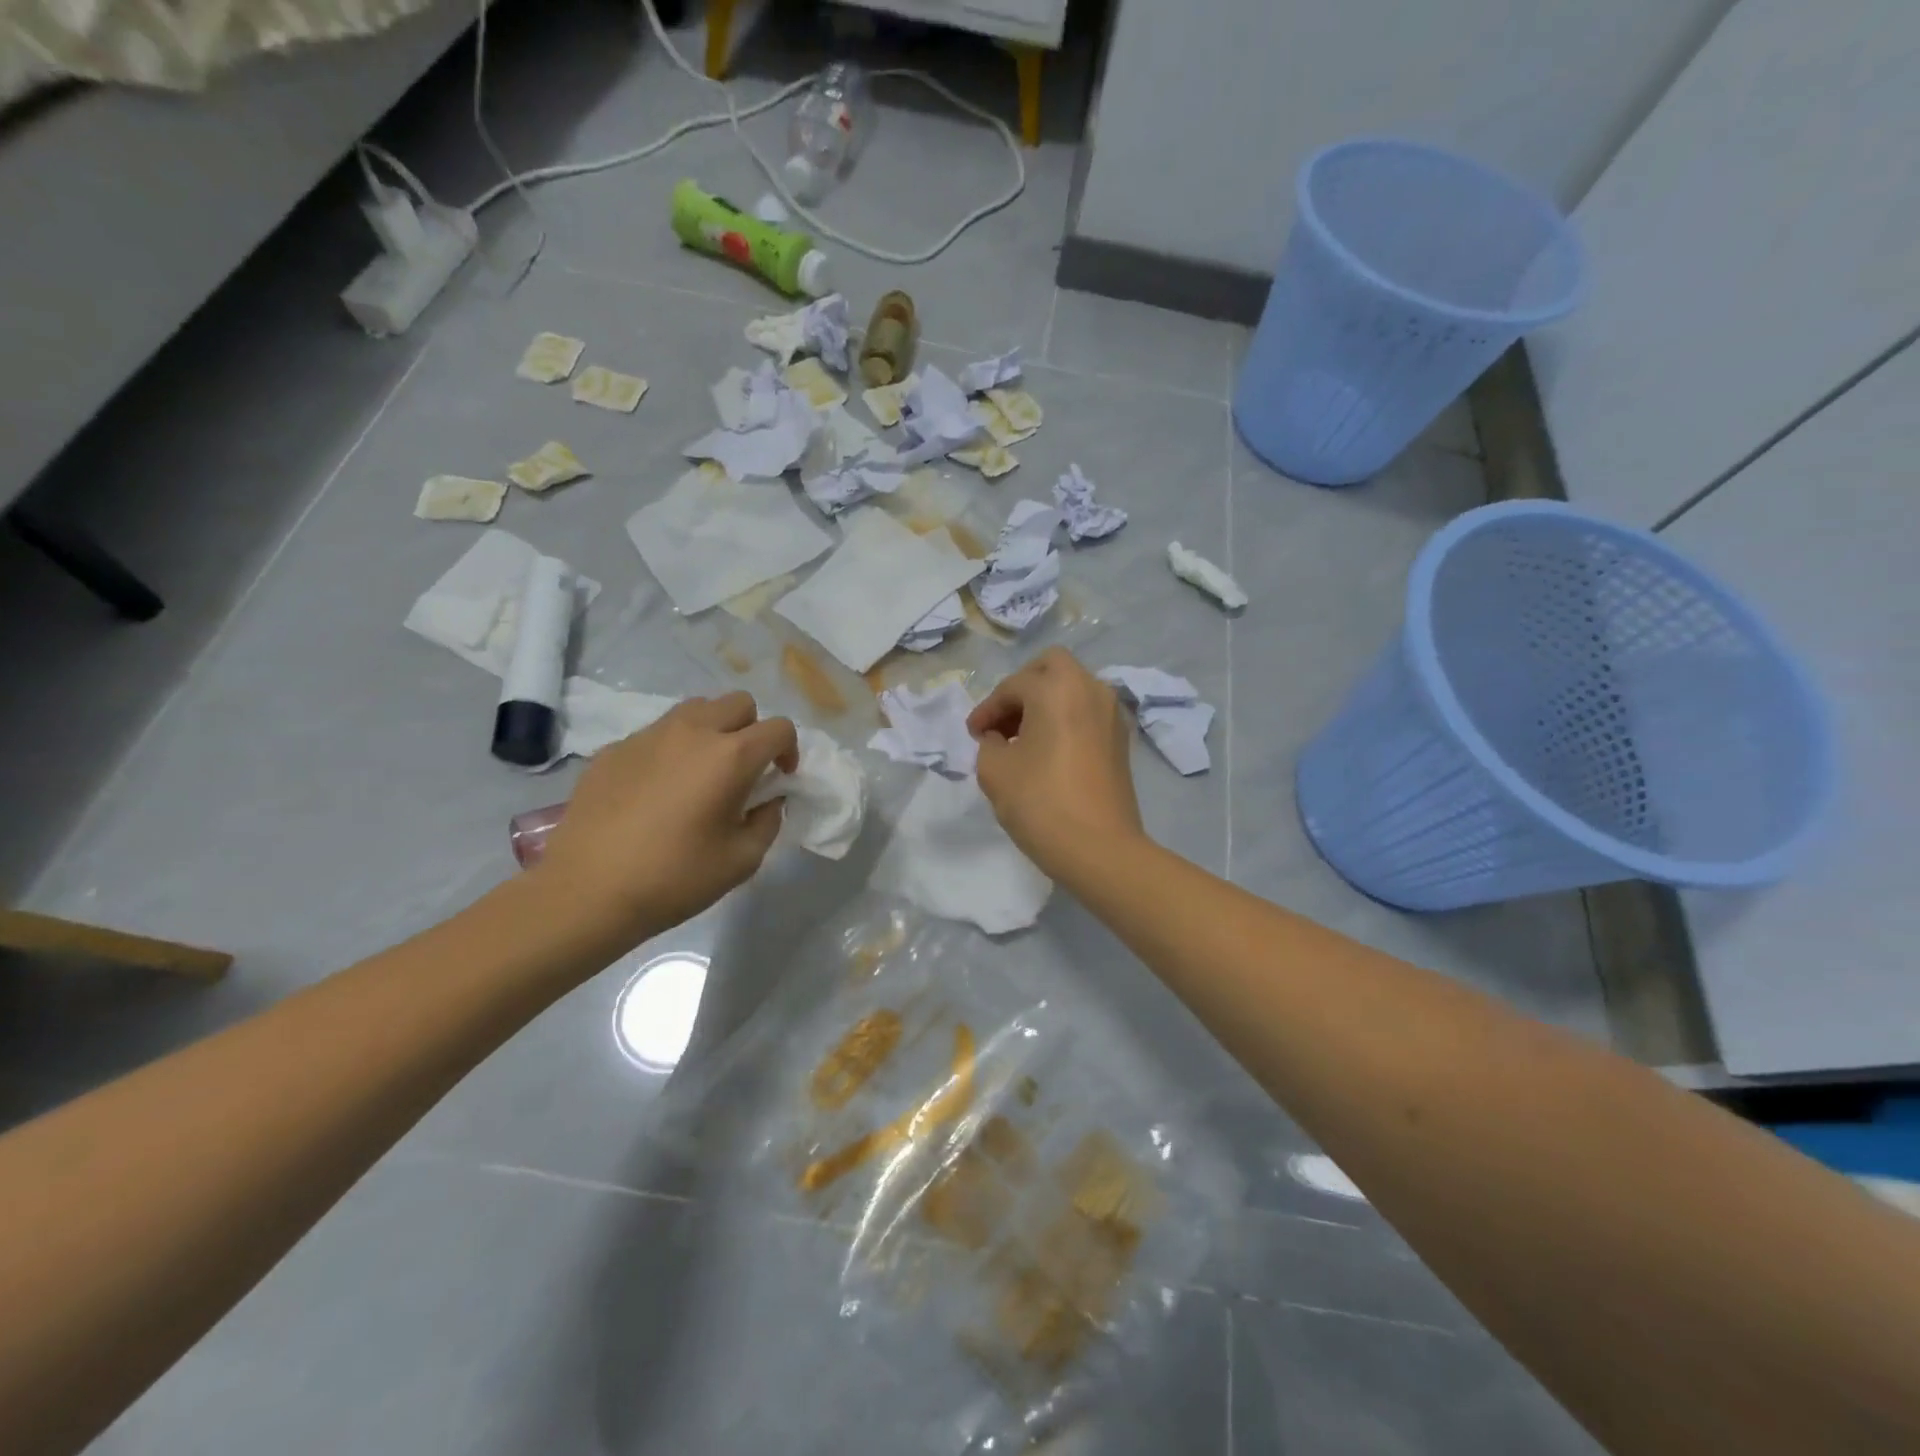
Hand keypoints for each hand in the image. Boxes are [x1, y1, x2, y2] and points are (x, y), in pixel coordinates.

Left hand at [532, 693, 798, 945]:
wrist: (587, 891)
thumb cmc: (675, 878)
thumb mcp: (742, 860)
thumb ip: (768, 821)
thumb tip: (768, 800)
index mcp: (731, 756)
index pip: (779, 728)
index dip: (789, 750)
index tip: (780, 779)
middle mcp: (693, 732)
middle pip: (739, 703)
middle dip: (752, 730)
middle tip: (744, 769)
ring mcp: (649, 736)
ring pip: (696, 709)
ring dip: (712, 730)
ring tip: (702, 771)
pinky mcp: (614, 749)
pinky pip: (657, 733)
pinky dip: (671, 750)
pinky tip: (658, 791)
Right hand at [968, 648, 1144, 872]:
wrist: (1100, 849)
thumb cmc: (1041, 803)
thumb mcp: (994, 771)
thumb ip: (988, 743)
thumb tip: (998, 738)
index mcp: (1057, 689)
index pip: (1012, 686)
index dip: (987, 709)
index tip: (973, 734)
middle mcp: (1090, 689)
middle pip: (1051, 667)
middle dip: (1022, 688)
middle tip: (1002, 720)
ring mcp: (1112, 714)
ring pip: (1073, 688)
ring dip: (1045, 703)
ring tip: (1021, 739)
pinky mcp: (1121, 740)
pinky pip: (1087, 712)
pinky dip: (1065, 718)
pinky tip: (1048, 752)